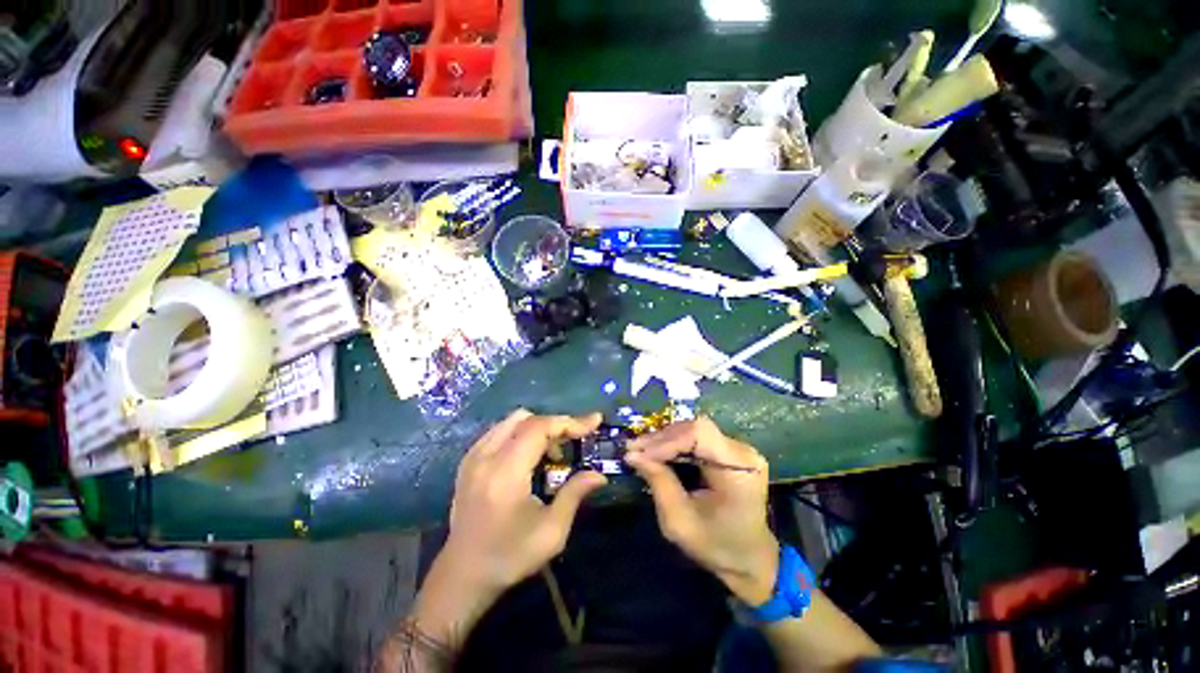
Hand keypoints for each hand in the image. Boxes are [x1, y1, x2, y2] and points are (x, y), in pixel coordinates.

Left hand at [412, 410, 606, 648]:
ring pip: (511, 421)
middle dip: (555, 424)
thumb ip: (574, 495)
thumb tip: (599, 475)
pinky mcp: (467, 461)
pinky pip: (498, 431)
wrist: (463, 575)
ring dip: (537, 428)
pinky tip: (529, 455)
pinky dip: (520, 433)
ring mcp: (473, 457)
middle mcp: (485, 457)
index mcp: (505, 473)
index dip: (569, 421)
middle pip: (526, 418)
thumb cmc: (509, 557)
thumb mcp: (551, 532)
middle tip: (573, 442)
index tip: (593, 421)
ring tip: (551, 453)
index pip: (539, 428)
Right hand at [625, 417, 778, 605]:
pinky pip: (695, 439)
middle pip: (695, 428)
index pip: (699, 434)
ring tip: (640, 450)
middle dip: (661, 439)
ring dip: (664, 440)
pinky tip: (656, 452)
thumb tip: (633, 455)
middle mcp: (742, 450)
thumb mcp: (681, 522)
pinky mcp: (726, 451)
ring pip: (693, 430)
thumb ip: (659, 483)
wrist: (748, 558)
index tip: (638, 454)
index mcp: (740, 467)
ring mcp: (735, 449)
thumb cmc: (717, 546)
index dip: (666, 441)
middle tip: (633, 449)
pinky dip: (672, 444)